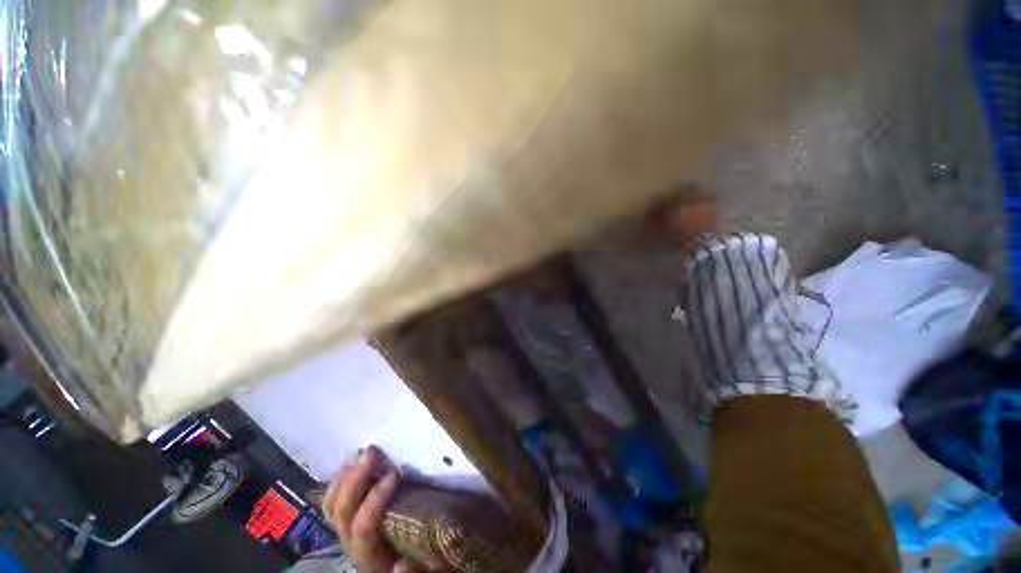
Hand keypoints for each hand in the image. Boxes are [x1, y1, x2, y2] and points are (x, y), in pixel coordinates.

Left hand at [323, 446, 416, 572]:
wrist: (403, 563)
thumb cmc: (423, 562)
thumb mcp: (429, 569)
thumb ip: (418, 571)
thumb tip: (402, 565)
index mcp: (373, 557)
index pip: (363, 531)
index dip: (373, 503)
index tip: (394, 475)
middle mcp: (353, 546)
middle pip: (342, 515)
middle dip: (355, 481)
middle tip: (372, 451)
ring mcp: (347, 532)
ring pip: (332, 507)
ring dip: (345, 477)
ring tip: (361, 452)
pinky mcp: (347, 521)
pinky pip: (332, 501)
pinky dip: (339, 480)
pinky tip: (352, 462)